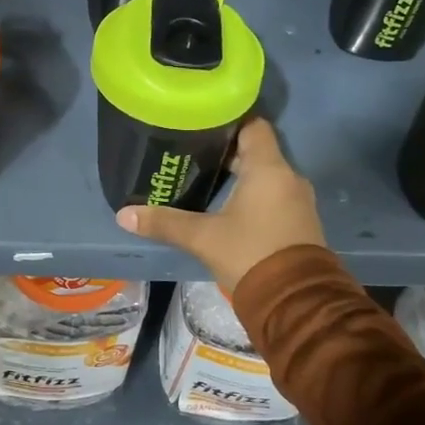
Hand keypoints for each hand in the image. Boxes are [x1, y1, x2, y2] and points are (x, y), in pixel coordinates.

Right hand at [116, 120, 323, 289]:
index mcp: (268, 169)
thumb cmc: (250, 255)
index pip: (253, 126)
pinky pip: (274, 195)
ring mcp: (297, 201)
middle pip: (256, 150)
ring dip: (240, 175)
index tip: (202, 122)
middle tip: (192, 152)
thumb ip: (165, 223)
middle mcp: (288, 178)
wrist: (296, 304)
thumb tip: (124, 215)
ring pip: (265, 175)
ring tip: (205, 177)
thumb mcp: (203, 238)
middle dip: (226, 151)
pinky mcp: (300, 223)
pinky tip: (228, 205)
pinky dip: (253, 194)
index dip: (229, 120)